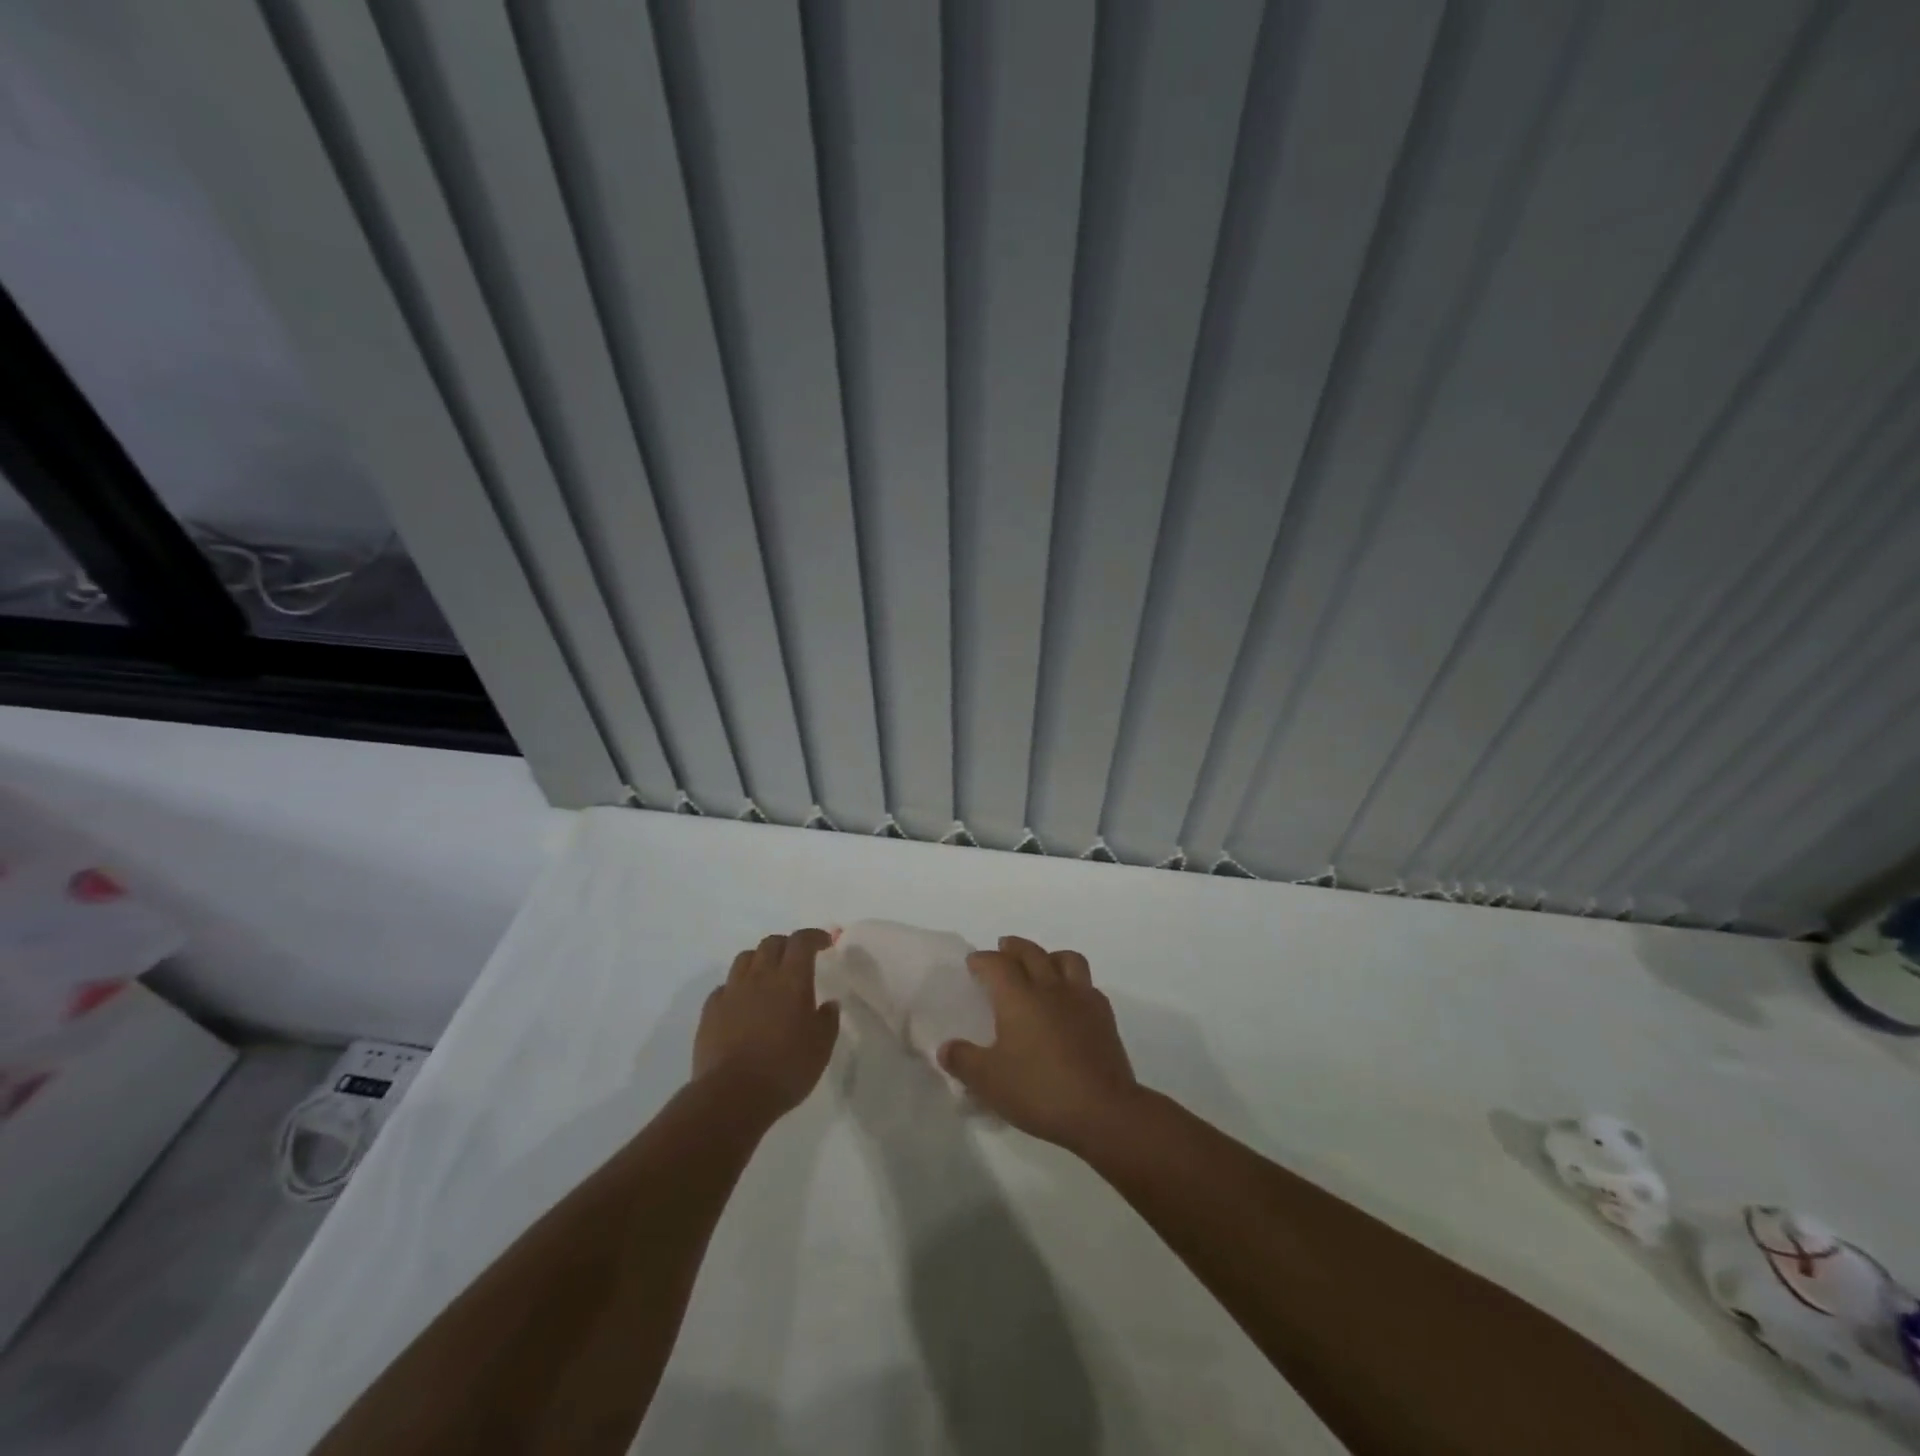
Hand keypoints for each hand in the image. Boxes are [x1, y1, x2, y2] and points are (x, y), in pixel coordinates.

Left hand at [693, 929, 839, 1119]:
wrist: (732, 1096)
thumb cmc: (785, 1069)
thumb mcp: (821, 1047)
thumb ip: (827, 1020)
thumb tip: (828, 1004)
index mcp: (791, 980)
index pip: (802, 941)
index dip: (815, 936)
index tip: (825, 943)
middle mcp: (760, 976)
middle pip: (771, 943)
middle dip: (787, 944)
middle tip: (797, 958)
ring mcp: (732, 992)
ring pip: (745, 958)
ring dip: (760, 960)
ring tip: (768, 976)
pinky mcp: (710, 1011)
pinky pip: (724, 986)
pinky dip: (737, 987)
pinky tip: (742, 1003)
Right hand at [938, 936, 1142, 1152]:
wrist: (1103, 1110)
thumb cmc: (1039, 1090)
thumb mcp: (988, 1082)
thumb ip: (963, 1061)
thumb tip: (946, 1048)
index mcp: (1018, 997)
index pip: (997, 964)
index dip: (982, 960)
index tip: (973, 963)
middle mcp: (1050, 988)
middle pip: (1031, 952)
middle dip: (1013, 947)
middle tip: (1003, 949)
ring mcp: (1081, 998)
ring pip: (1066, 959)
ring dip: (1049, 956)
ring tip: (1041, 966)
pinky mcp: (1104, 1016)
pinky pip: (1087, 984)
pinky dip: (1074, 983)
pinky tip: (1070, 999)